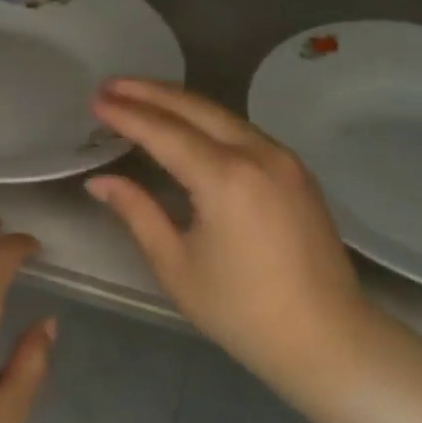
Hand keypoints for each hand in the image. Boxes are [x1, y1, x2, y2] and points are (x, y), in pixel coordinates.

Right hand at [88, 78, 378, 406]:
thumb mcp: (176, 264)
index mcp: (225, 178)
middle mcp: (258, 154)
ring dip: (179, 102)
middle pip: (195, 108)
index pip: (164, 132)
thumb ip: (137, 212)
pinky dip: (208, 121)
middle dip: (150, 92)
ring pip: (223, 115)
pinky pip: (243, 131)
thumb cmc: (241, 310)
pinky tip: (187, 125)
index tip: (95, 100)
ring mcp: (284, 160)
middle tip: (111, 84)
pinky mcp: (296, 172)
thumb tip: (100, 181)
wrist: (326, 337)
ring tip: (141, 96)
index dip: (126, 114)